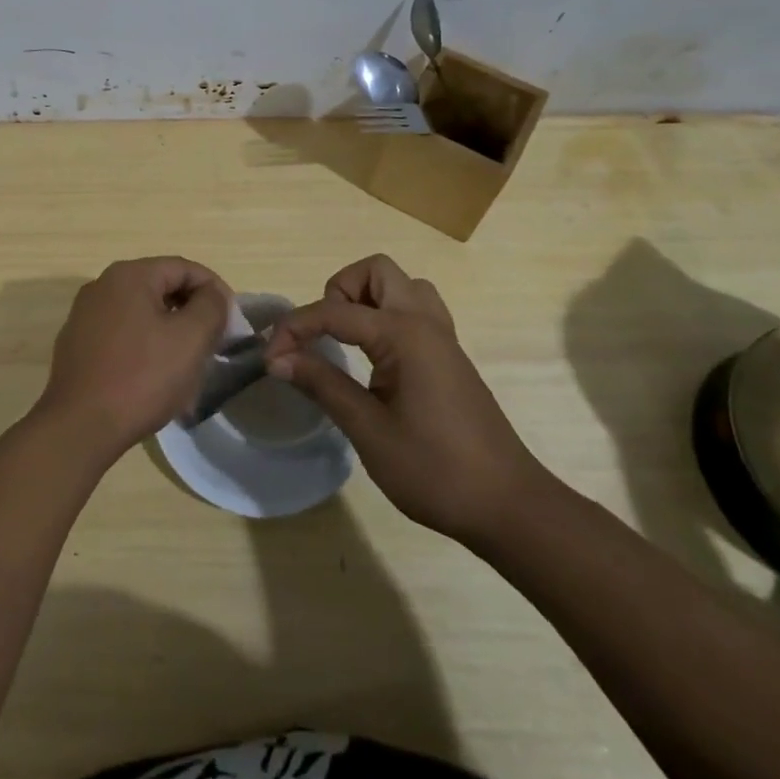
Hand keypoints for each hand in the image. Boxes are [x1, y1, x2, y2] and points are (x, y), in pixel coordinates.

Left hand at [36, 258, 231, 457]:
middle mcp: (102, 285)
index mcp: (129, 275)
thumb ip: (211, 306)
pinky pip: (121, 333)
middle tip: (213, 342)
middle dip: (191, 311)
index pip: (183, 268)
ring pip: (141, 312)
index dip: (214, 290)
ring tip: (187, 362)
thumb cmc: (142, 377)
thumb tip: (212, 293)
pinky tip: (154, 375)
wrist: (80, 426)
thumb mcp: (190, 339)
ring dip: (169, 330)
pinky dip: (144, 344)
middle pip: (160, 287)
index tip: (231, 321)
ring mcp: (85, 314)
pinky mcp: (77, 343)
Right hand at [263, 254, 549, 545]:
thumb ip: (322, 385)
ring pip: (401, 286)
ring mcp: (443, 337)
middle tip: (323, 335)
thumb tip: (278, 359)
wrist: (509, 506)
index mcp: (404, 335)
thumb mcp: (368, 431)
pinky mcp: (450, 356)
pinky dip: (386, 316)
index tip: (270, 358)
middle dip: (339, 291)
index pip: (335, 312)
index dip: (295, 329)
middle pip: (376, 271)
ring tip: (347, 341)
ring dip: (366, 298)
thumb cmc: (436, 470)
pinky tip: (374, 357)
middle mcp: (425, 322)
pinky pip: (415, 309)